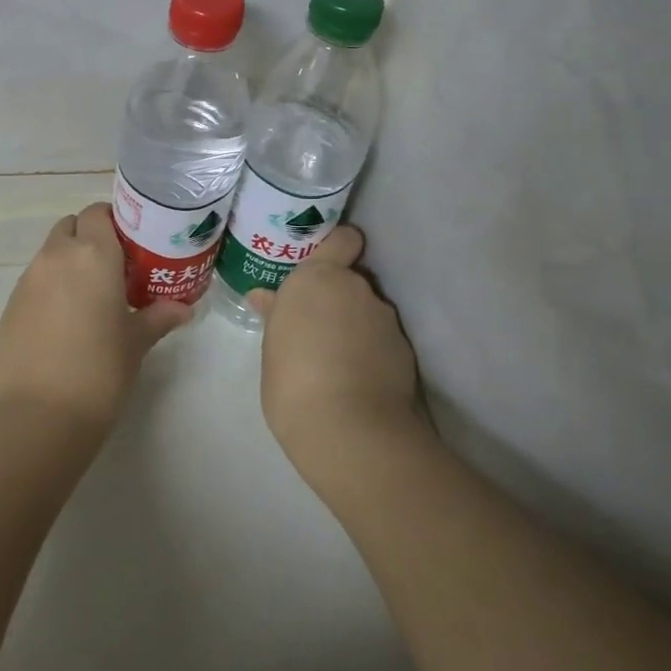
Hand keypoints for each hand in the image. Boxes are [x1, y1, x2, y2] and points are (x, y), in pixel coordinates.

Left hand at [0, 202, 191, 435]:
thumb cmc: (100, 370)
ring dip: (69, 263)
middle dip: (89, 238)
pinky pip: (34, 282)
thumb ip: (159, 316)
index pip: (98, 212)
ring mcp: (28, 280)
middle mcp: (57, 256)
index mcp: (93, 254)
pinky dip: (50, 289)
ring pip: (50, 254)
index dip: (113, 222)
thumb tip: (185, 309)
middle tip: (113, 269)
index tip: (131, 245)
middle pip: (71, 227)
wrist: (38, 416)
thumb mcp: (136, 342)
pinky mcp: (10, 306)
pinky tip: (64, 324)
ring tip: (90, 298)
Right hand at [252, 225, 426, 486]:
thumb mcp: (272, 348)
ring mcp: (384, 318)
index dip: (339, 248)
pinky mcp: (405, 349)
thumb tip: (265, 297)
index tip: (325, 265)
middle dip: (339, 298)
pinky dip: (373, 351)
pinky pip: (383, 340)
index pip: (343, 239)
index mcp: (318, 277)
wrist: (350, 431)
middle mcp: (355, 287)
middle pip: (352, 280)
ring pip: (368, 311)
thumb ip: (276, 316)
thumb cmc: (293, 382)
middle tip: (317, 328)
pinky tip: (358, 380)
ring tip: (337, 362)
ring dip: (356, 326)